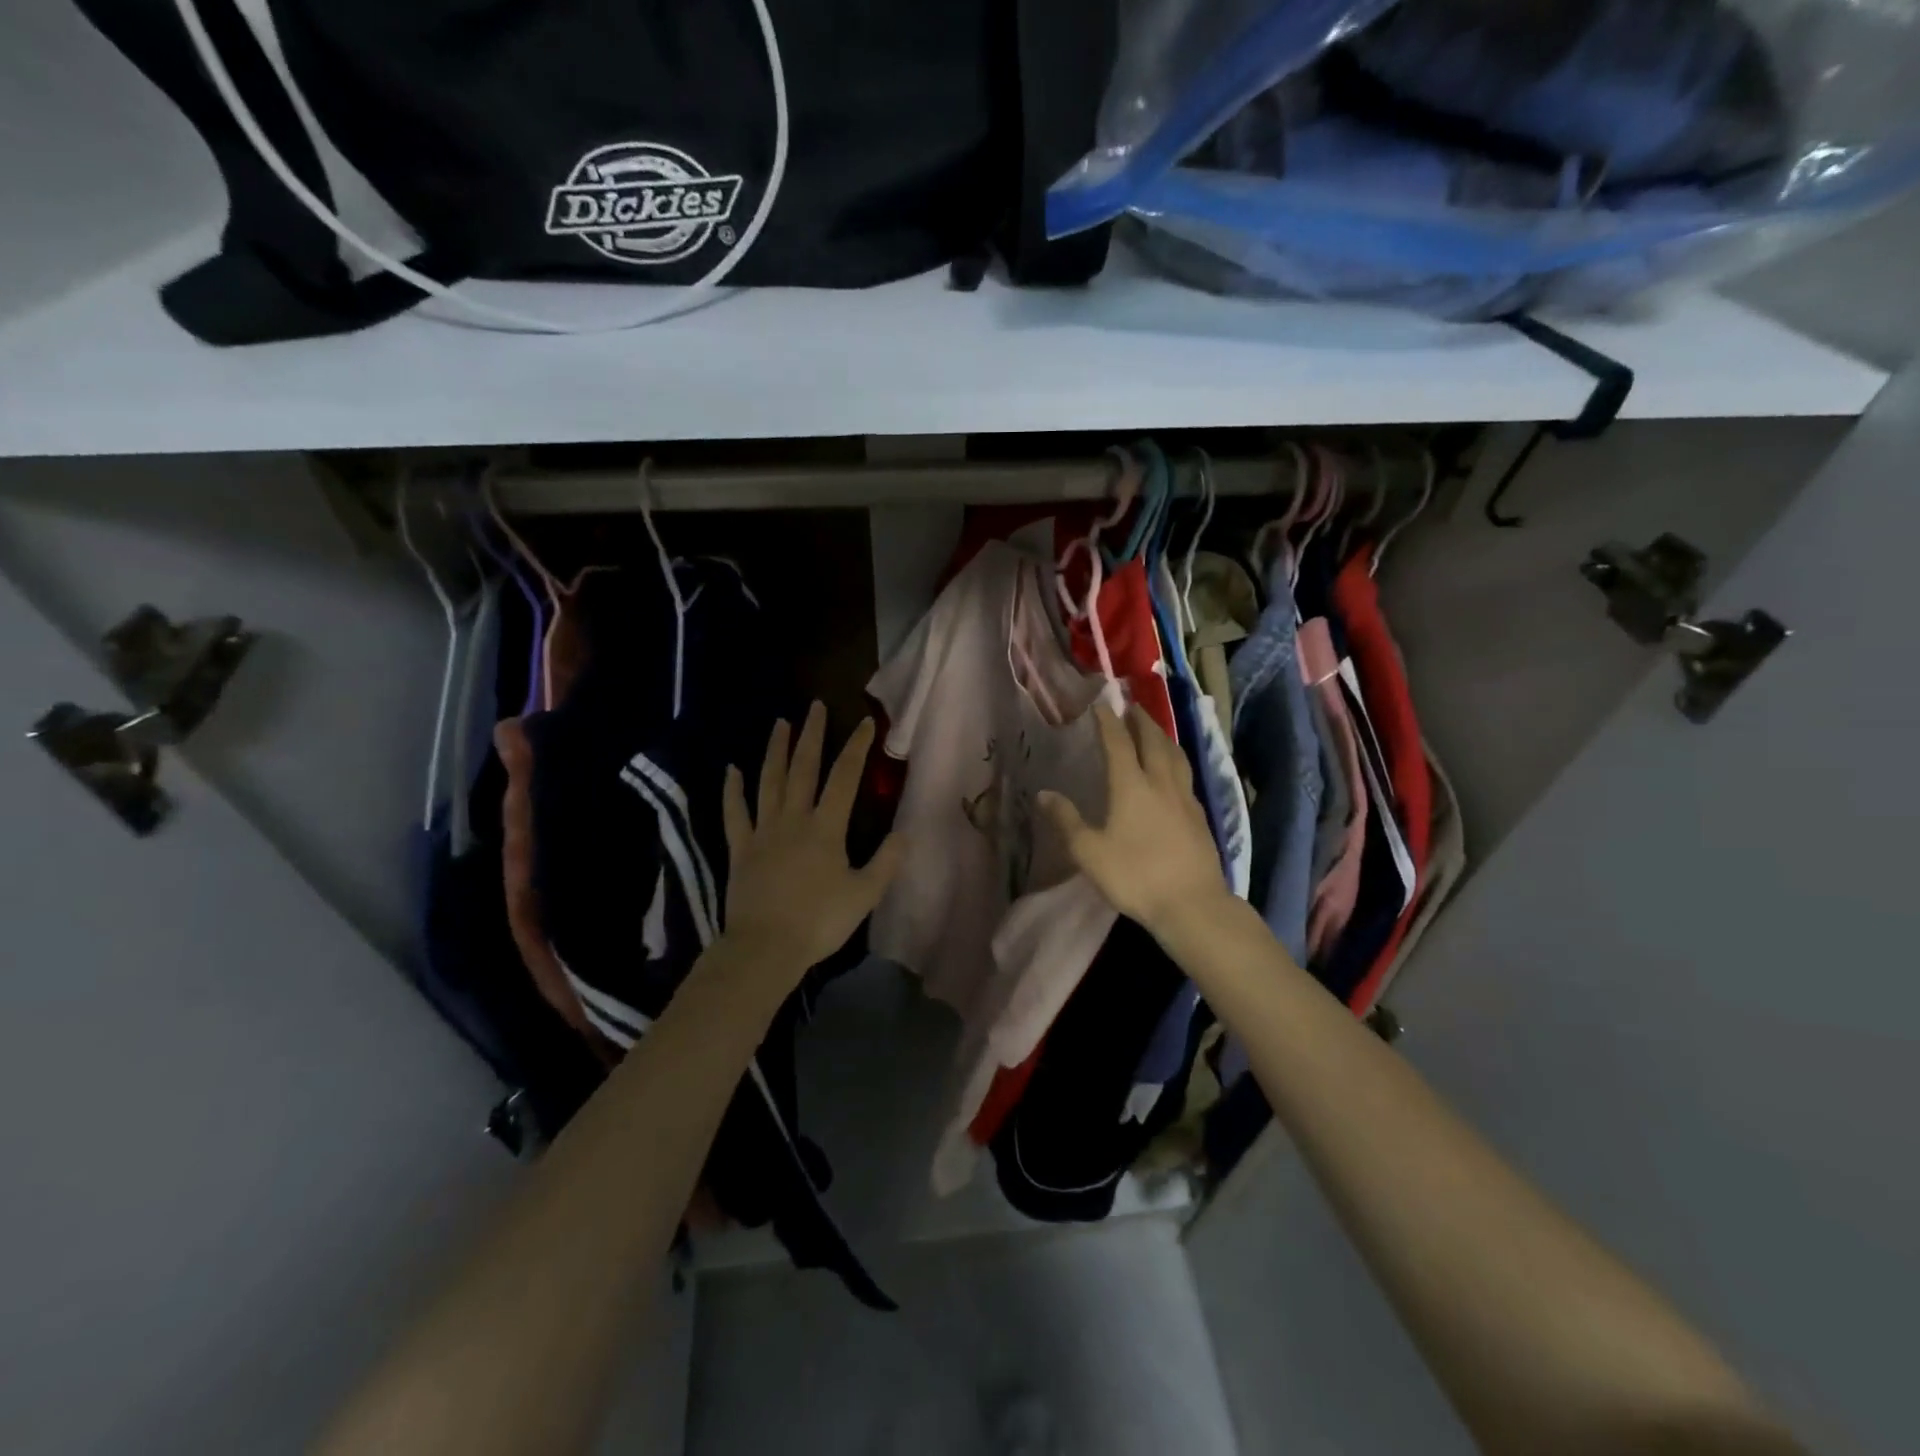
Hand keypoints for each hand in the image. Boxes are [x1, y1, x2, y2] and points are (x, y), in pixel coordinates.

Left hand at [720, 702, 904, 985]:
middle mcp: (794, 820)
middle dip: (812, 735)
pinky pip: (735, 813)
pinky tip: (731, 770)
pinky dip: (732, 790)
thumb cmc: (819, 922)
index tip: (865, 722)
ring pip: (769, 782)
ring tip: (779, 724)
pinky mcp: (740, 849)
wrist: (765, 948)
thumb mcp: (864, 895)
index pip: (845, 778)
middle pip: (803, 769)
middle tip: (815, 706)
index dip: (857, 748)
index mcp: (826, 828)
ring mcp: (763, 832)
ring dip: (775, 751)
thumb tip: (904, 833)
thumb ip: (886, 862)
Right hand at [1038, 703, 1232, 943]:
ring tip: (1154, 730)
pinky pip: (1185, 775)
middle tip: (1131, 707)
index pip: (1118, 743)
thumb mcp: (1089, 852)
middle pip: (1153, 741)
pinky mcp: (1199, 816)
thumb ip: (1066, 821)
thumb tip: (1043, 794)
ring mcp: (1184, 798)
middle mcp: (1160, 783)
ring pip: (1175, 755)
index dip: (1108, 721)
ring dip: (1163, 736)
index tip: (1101, 704)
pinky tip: (1174, 772)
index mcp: (1131, 786)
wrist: (1191, 903)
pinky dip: (1176, 761)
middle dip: (1141, 720)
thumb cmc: (1134, 876)